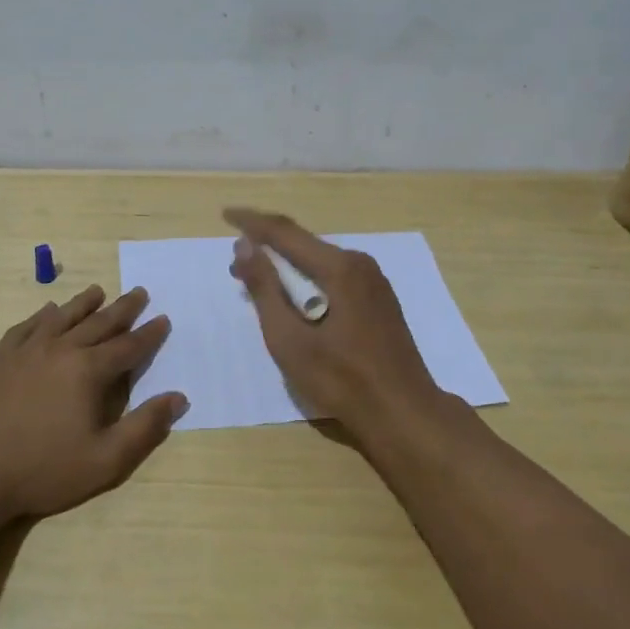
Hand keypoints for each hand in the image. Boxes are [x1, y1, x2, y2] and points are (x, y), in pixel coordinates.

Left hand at [0, 285, 186, 524]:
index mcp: (88, 370)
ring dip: (83, 303)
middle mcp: (60, 349)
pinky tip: (46, 312)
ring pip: (61, 317)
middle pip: (98, 322)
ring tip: (97, 291)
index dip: (149, 334)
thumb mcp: (105, 460)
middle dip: (122, 308)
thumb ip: (145, 427)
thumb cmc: (43, 471)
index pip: (127, 346)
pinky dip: (41, 316)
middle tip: (139, 292)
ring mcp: (26, 351)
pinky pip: (26, 327)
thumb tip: (178, 397)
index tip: (163, 319)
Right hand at [226, 208, 446, 440]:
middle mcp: (360, 264)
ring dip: (286, 266)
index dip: (252, 222)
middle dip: (267, 247)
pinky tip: (294, 299)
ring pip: (320, 260)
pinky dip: (307, 279)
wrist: (404, 413)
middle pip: (304, 243)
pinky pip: (335, 276)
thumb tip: (244, 246)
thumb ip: (265, 289)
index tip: (224, 215)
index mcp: (339, 268)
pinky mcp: (379, 299)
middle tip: (235, 264)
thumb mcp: (290, 339)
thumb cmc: (341, 380)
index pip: (285, 232)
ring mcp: (374, 281)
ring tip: (257, 281)